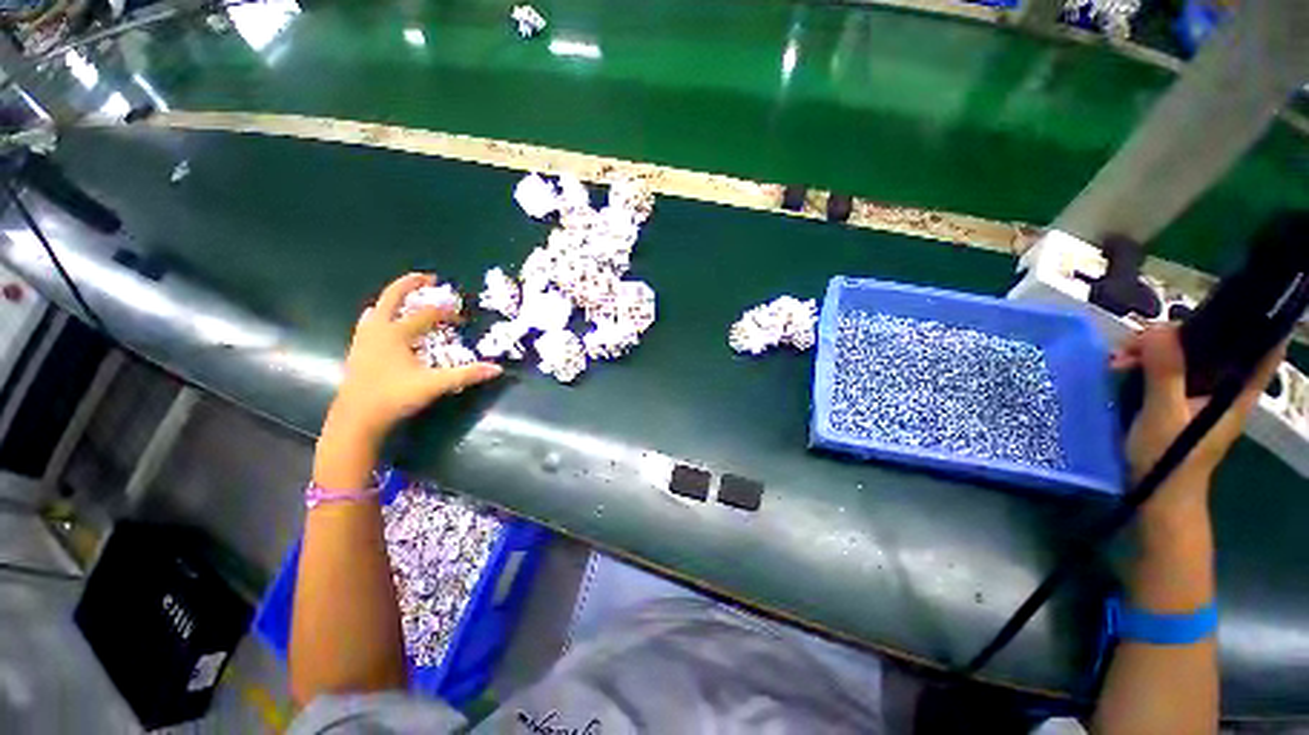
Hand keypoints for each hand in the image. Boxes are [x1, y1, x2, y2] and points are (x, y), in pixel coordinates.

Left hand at [326, 273, 501, 443]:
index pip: (426, 315)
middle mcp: (378, 330)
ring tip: (406, 298)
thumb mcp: (434, 385)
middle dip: (410, 285)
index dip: (446, 312)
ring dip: (393, 299)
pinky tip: (379, 321)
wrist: (356, 418)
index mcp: (396, 334)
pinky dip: (379, 315)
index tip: (461, 316)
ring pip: (377, 309)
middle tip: (427, 277)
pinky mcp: (358, 350)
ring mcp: (364, 339)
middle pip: (392, 298)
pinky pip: (368, 323)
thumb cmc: (394, 397)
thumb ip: (466, 375)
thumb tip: (497, 369)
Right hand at [1111, 325, 1282, 498]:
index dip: (1259, 320)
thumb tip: (1160, 329)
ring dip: (1153, 350)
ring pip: (1185, 355)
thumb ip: (1165, 373)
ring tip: (1119, 359)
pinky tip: (1121, 368)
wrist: (1157, 498)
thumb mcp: (1164, 415)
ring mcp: (1200, 394)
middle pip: (1213, 343)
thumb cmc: (1170, 460)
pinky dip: (1145, 364)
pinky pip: (1166, 370)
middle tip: (1138, 341)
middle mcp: (1223, 386)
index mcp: (1236, 389)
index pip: (1263, 347)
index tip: (1237, 299)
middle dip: (1178, 334)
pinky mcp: (1178, 400)